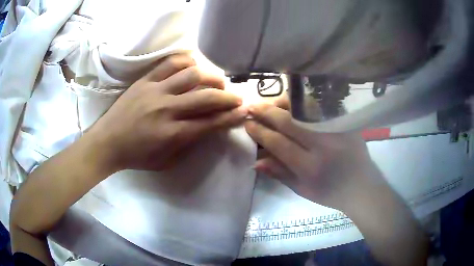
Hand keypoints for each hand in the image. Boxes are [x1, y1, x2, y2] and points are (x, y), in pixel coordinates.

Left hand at [87, 54, 247, 172]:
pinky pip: (170, 63)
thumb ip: (188, 145)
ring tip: (217, 81)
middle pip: (206, 97)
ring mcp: (155, 90)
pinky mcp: (145, 80)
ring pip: (191, 75)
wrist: (108, 142)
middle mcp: (167, 109)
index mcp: (172, 134)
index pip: (210, 123)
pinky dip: (186, 61)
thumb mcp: (166, 162)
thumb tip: (206, 128)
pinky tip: (193, 66)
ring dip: (211, 76)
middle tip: (236, 97)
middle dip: (227, 97)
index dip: (230, 117)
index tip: (244, 112)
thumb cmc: (136, 156)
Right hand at [245, 96, 383, 210]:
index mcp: (310, 167)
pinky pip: (322, 109)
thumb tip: (256, 161)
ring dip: (284, 104)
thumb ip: (280, 173)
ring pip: (305, 110)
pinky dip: (304, 104)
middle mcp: (323, 145)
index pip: (279, 143)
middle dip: (266, 112)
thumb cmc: (331, 193)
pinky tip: (295, 104)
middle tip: (251, 107)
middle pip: (289, 122)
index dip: (261, 132)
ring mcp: (337, 131)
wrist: (362, 188)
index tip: (248, 124)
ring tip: (271, 104)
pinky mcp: (347, 123)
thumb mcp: (303, 190)